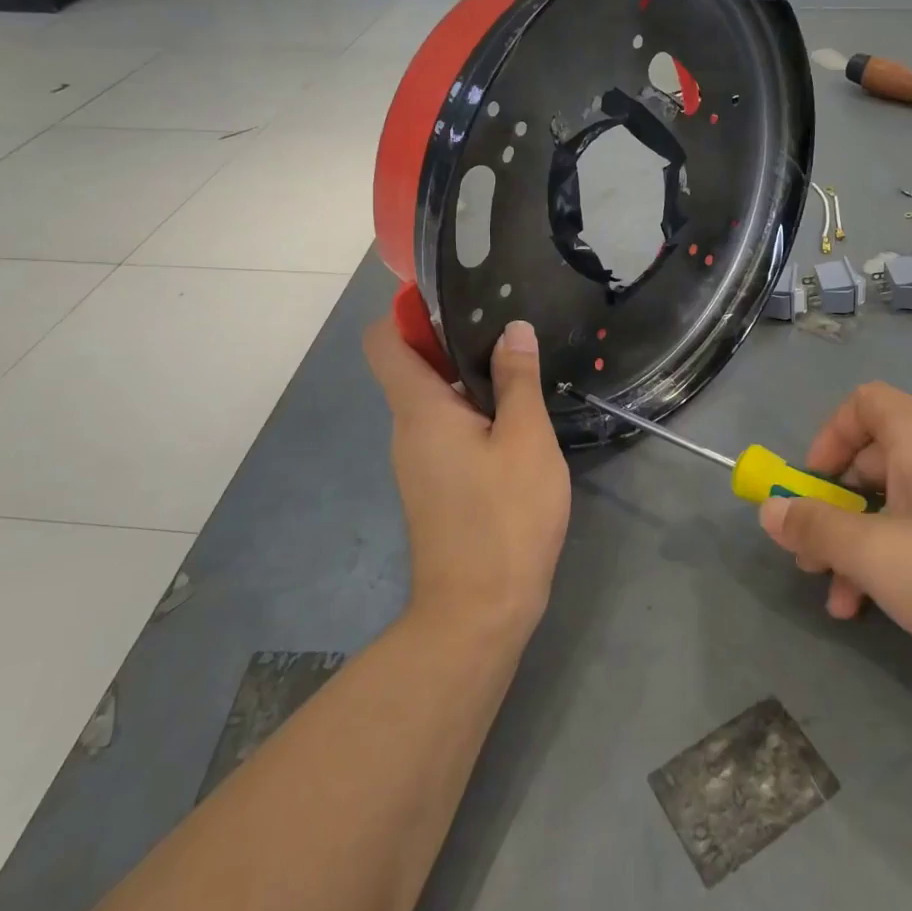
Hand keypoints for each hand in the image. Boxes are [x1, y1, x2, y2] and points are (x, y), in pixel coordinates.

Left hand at [365, 317, 570, 634]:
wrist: (479, 612)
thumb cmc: (505, 519)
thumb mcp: (526, 440)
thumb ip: (518, 380)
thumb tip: (512, 329)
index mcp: (419, 409)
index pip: (385, 340)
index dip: (409, 310)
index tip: (455, 298)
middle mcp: (407, 429)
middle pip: (412, 365)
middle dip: (453, 340)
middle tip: (507, 327)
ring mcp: (418, 461)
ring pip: (433, 399)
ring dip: (468, 378)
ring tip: (519, 366)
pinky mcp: (435, 484)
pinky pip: (445, 430)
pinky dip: (472, 413)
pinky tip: (515, 419)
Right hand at [758, 382, 911, 687]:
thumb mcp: (879, 559)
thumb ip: (816, 530)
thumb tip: (769, 510)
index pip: (862, 403)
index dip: (826, 440)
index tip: (810, 490)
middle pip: (877, 457)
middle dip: (837, 510)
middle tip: (816, 562)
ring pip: (904, 496)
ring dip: (866, 541)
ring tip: (848, 601)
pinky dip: (906, 546)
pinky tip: (895, 601)